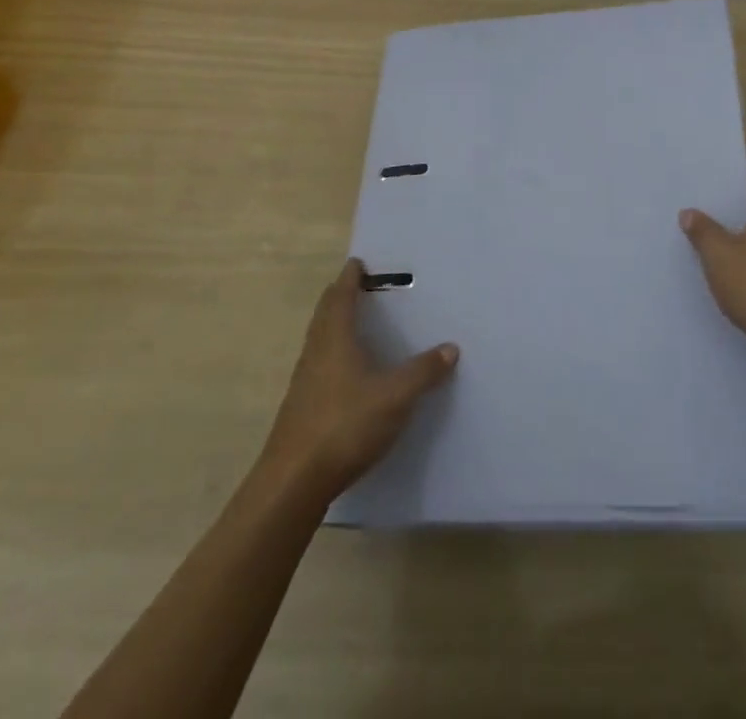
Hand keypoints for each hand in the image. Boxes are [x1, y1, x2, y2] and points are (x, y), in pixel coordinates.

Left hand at [259, 259, 457, 500]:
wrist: (293, 482)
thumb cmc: (345, 425)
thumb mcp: (395, 397)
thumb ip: (423, 371)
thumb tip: (451, 347)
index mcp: (335, 339)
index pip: (340, 296)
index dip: (349, 278)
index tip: (358, 262)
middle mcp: (316, 352)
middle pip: (325, 315)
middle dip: (339, 297)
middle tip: (357, 286)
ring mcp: (304, 381)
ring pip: (319, 340)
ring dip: (334, 325)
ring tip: (355, 323)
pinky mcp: (301, 408)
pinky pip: (318, 365)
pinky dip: (332, 353)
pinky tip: (347, 372)